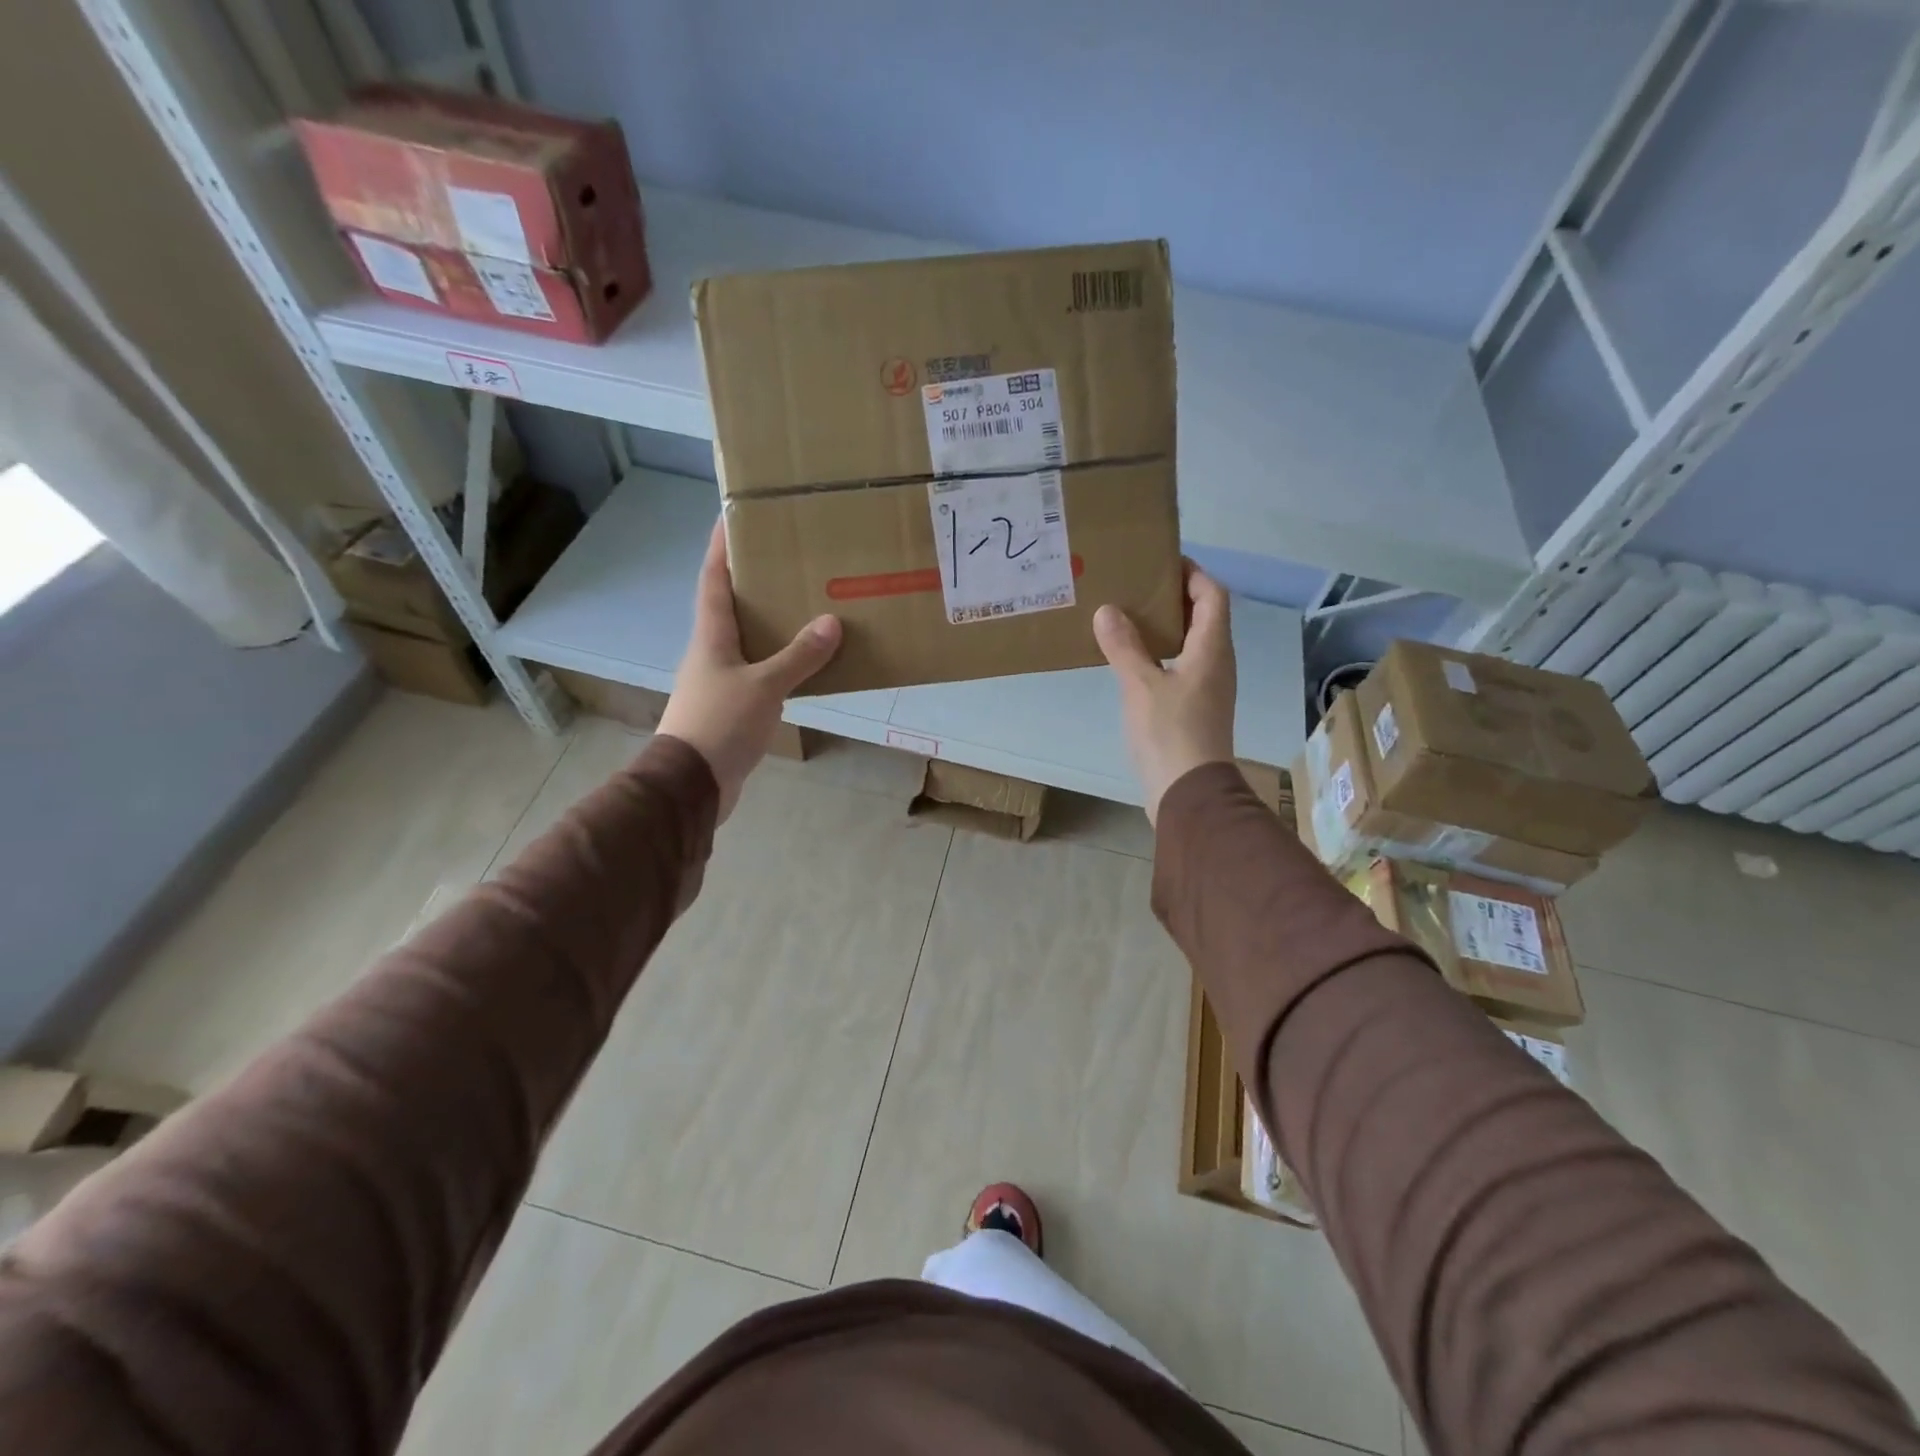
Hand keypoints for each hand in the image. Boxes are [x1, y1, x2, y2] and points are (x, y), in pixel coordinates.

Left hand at [658, 518, 841, 821]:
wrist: (691, 784)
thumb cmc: (720, 724)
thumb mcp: (764, 687)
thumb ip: (798, 657)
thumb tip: (830, 623)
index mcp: (711, 636)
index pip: (713, 580)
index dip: (721, 548)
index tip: (732, 517)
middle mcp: (711, 652)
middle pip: (730, 607)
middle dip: (753, 583)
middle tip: (787, 562)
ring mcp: (718, 681)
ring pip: (747, 642)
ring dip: (770, 625)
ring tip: (804, 607)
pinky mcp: (730, 708)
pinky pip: (759, 673)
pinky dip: (779, 663)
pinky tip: (804, 664)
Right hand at [1094, 564, 1236, 823]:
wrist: (1188, 793)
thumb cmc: (1171, 733)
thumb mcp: (1141, 685)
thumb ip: (1124, 646)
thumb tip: (1108, 610)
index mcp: (1212, 649)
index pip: (1212, 595)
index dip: (1192, 572)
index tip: (1161, 561)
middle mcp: (1217, 663)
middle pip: (1204, 616)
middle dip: (1174, 596)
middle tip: (1135, 587)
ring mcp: (1208, 687)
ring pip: (1192, 642)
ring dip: (1165, 626)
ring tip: (1127, 617)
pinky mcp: (1195, 708)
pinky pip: (1181, 666)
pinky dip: (1160, 653)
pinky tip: (1131, 660)